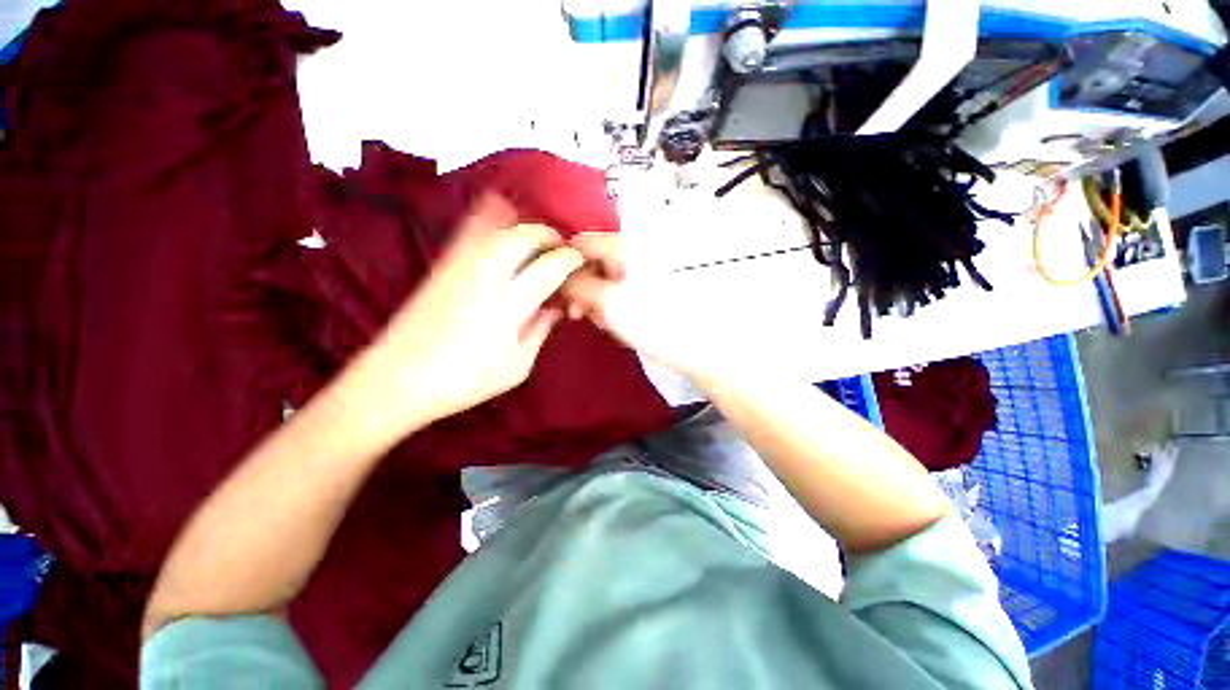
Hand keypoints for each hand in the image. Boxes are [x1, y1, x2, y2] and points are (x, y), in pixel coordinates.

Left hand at [352, 194, 583, 435]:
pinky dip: (491, 219)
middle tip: (560, 249)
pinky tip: (502, 224)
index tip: (579, 261)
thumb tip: (556, 306)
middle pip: (525, 236)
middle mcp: (486, 276)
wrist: (398, 378)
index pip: (550, 267)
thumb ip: (540, 330)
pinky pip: (470, 230)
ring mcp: (460, 265)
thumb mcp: (517, 366)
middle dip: (549, 236)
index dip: (570, 259)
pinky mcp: (442, 264)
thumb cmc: (465, 381)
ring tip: (537, 241)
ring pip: (499, 227)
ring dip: (524, 227)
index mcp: (509, 305)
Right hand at [561, 233, 747, 381]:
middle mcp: (634, 253)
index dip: (563, 265)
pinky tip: (618, 326)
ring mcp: (644, 273)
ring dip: (597, 303)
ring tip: (604, 325)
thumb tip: (557, 275)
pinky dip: (614, 309)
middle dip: (582, 289)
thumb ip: (577, 285)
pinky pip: (622, 294)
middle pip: (594, 262)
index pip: (582, 243)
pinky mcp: (651, 292)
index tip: (556, 292)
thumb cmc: (656, 322)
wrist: (703, 348)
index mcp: (626, 246)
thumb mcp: (610, 303)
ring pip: (606, 281)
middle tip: (577, 315)